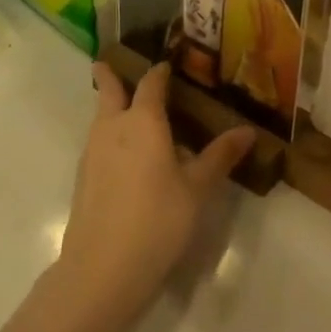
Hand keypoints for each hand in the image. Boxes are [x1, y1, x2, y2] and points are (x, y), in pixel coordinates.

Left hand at [54, 64, 255, 323]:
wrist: (102, 268)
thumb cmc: (158, 220)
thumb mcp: (197, 189)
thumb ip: (219, 156)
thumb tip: (247, 130)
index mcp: (143, 121)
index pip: (151, 84)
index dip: (159, 72)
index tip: (166, 64)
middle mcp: (113, 127)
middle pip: (108, 91)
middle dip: (109, 76)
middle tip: (110, 63)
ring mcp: (92, 152)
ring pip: (99, 117)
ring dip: (108, 106)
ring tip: (125, 110)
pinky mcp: (83, 179)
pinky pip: (97, 143)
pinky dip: (107, 136)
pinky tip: (123, 157)